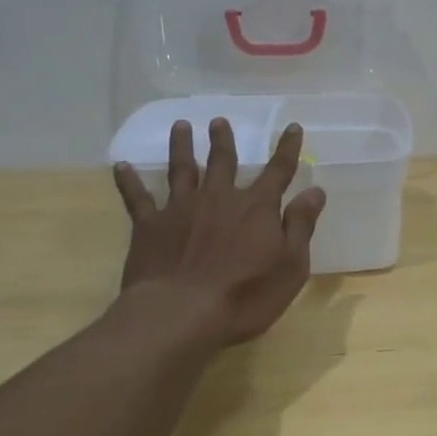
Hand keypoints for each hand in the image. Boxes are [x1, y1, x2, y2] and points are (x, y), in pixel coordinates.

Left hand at [112, 118, 326, 351]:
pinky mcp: (149, 226)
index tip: (293, 127)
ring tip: (180, 126)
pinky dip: (129, 181)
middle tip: (219, 120)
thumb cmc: (245, 296)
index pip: (278, 171)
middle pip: (223, 161)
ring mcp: (181, 209)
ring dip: (182, 146)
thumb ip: (301, 225)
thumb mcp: (290, 266)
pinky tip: (121, 165)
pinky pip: (137, 197)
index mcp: (256, 207)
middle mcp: (219, 198)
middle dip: (223, 140)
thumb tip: (315, 191)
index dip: (287, 149)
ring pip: (181, 169)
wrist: (180, 314)